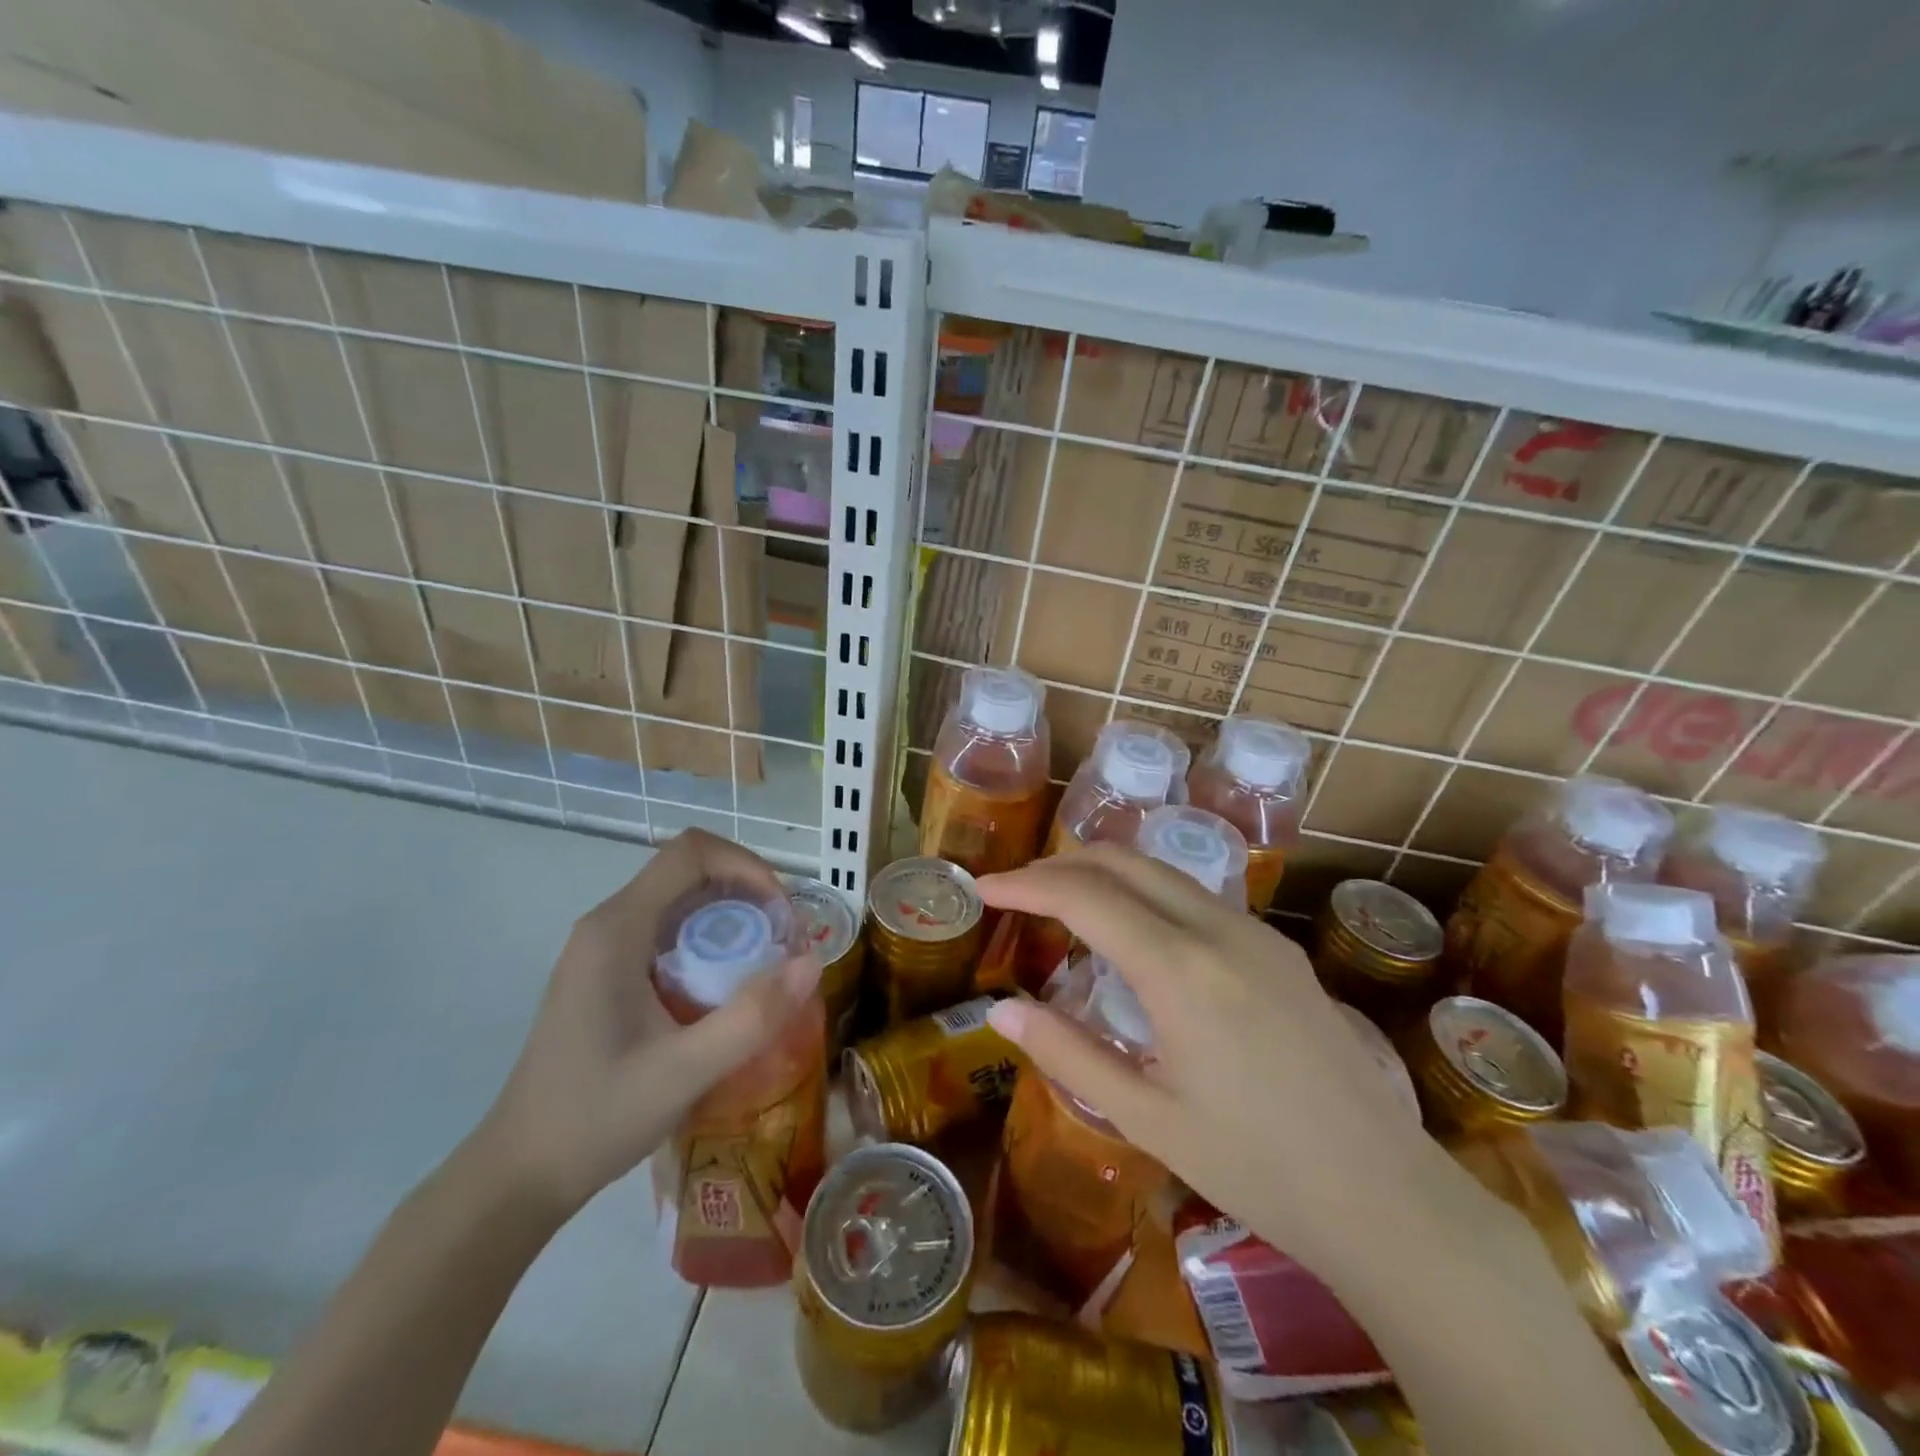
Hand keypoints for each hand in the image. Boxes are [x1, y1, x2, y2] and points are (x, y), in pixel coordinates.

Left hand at [474, 829, 821, 1218]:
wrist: (520, 1174)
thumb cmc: (595, 1118)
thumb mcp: (683, 1073)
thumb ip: (751, 1017)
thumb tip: (812, 963)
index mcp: (616, 929)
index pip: (690, 852)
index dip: (747, 866)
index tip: (782, 914)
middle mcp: (607, 924)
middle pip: (690, 870)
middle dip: (748, 892)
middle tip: (785, 942)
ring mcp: (604, 948)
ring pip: (681, 900)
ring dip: (732, 917)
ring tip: (767, 962)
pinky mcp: (607, 972)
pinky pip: (669, 930)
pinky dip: (711, 940)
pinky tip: (728, 987)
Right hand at [980, 845, 1440, 1266]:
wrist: (1384, 1195)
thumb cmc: (1256, 1167)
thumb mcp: (1147, 1118)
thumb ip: (1067, 1054)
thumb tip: (1002, 1008)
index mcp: (1180, 970)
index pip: (1084, 896)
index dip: (1025, 885)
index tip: (984, 889)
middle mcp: (1219, 930)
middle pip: (1123, 862)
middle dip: (1060, 865)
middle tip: (1016, 892)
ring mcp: (1256, 933)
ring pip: (1162, 871)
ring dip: (1104, 873)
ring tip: (1062, 905)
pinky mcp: (1278, 948)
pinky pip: (1195, 896)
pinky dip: (1145, 893)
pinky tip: (1133, 934)